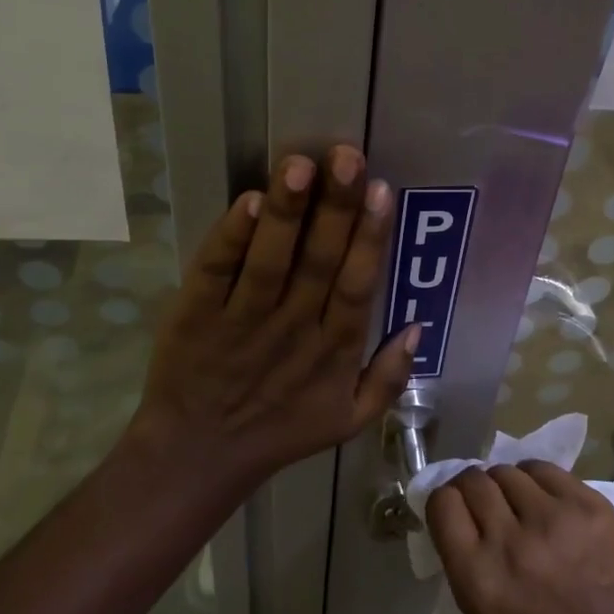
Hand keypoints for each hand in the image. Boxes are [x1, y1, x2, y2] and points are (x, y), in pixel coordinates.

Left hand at [130, 148, 418, 484]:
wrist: (197, 457)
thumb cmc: (278, 432)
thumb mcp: (348, 420)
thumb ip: (389, 377)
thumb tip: (418, 325)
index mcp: (332, 350)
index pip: (357, 286)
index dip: (370, 238)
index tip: (380, 190)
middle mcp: (291, 329)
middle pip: (318, 262)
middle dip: (335, 207)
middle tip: (346, 156)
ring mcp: (240, 321)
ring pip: (269, 260)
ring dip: (285, 211)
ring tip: (298, 166)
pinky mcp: (195, 315)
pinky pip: (215, 272)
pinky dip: (230, 238)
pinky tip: (246, 203)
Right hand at [427, 462, 613, 613]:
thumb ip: (468, 561)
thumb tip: (460, 517)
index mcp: (477, 579)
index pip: (442, 503)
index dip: (446, 501)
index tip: (455, 508)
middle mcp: (509, 542)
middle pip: (474, 481)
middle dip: (475, 488)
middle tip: (489, 504)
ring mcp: (552, 519)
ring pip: (509, 470)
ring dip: (508, 484)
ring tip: (521, 503)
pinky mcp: (587, 505)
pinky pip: (546, 470)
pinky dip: (539, 480)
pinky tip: (547, 500)